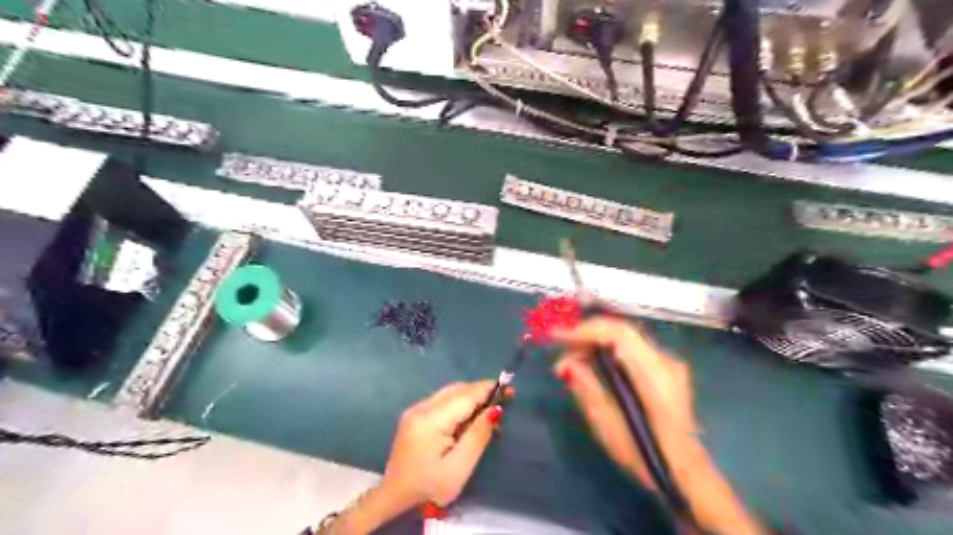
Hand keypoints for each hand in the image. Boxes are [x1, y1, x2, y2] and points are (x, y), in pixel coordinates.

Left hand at [382, 379, 509, 508]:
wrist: (395, 500)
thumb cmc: (430, 488)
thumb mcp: (459, 467)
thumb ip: (478, 435)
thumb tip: (496, 409)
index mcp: (431, 418)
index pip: (465, 395)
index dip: (488, 389)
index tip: (509, 388)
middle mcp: (421, 407)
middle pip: (457, 390)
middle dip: (480, 393)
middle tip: (503, 403)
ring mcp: (415, 410)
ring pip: (449, 393)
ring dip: (470, 398)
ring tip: (488, 413)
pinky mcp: (414, 416)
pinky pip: (441, 401)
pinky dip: (458, 404)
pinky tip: (468, 419)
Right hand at [551, 318, 764, 533]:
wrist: (687, 473)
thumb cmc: (646, 456)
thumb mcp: (610, 428)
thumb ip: (587, 390)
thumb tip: (564, 364)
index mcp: (655, 377)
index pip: (618, 335)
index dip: (585, 330)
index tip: (556, 336)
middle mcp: (665, 362)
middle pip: (622, 331)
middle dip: (587, 333)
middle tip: (559, 346)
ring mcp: (669, 365)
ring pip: (627, 338)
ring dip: (596, 341)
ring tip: (570, 357)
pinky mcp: (666, 370)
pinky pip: (632, 348)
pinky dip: (609, 349)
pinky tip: (592, 362)